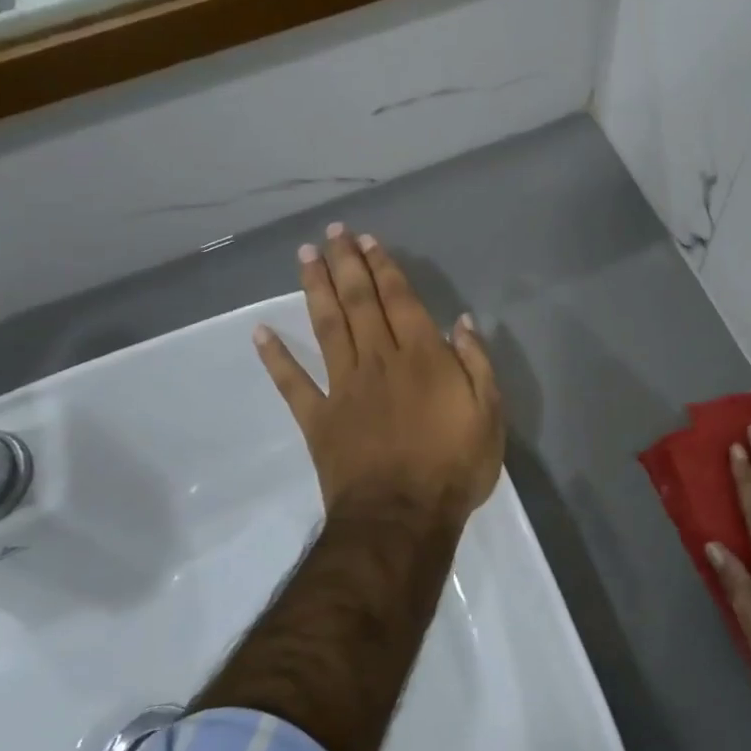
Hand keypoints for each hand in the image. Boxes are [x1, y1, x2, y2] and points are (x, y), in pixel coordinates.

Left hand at [255, 222, 503, 528]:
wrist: (402, 518)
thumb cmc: (454, 466)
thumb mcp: (489, 414)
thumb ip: (476, 363)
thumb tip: (461, 322)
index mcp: (421, 357)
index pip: (399, 300)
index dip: (384, 268)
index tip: (368, 241)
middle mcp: (379, 360)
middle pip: (359, 303)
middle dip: (346, 264)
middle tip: (332, 233)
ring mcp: (344, 387)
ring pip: (327, 328)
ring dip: (316, 290)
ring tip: (305, 258)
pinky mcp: (318, 418)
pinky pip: (293, 383)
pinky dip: (275, 357)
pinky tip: (260, 332)